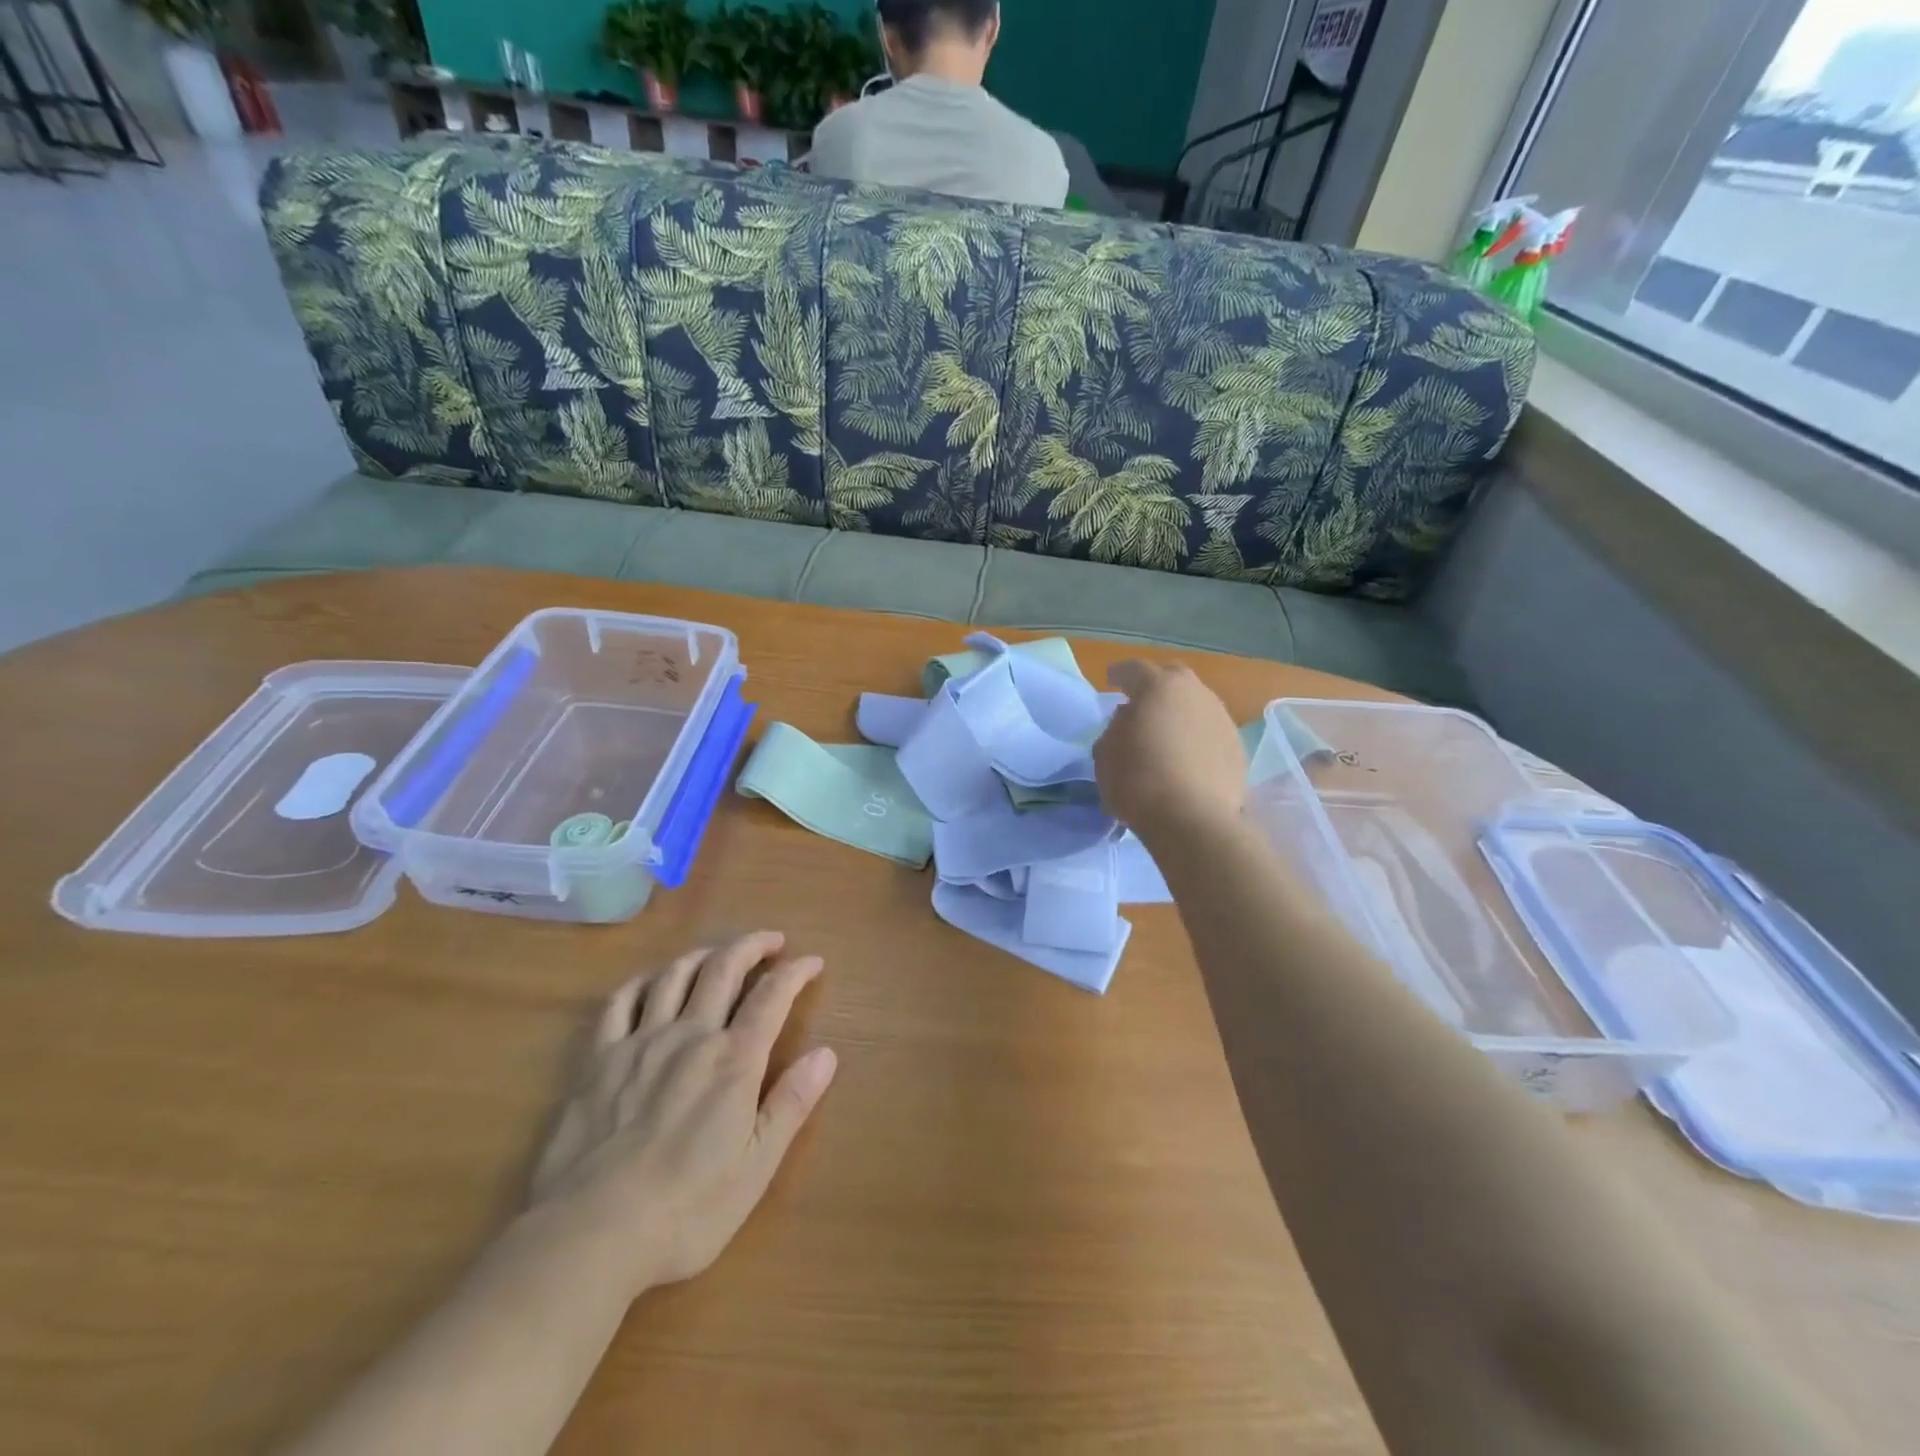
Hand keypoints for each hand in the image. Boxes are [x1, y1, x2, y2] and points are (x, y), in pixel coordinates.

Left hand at [528, 931, 836, 1295]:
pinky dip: (643, 982)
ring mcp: (640, 1042)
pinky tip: (651, 984)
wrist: (590, 1235)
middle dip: (752, 945)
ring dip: (703, 955)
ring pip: (675, 975)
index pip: (772, 996)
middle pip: (724, 968)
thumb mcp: (756, 1166)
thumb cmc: (686, 1209)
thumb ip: (791, 1103)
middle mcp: (691, 1035)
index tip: (812, 961)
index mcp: (734, 1060)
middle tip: (771, 940)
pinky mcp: (599, 1059)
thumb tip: (827, 1053)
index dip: (796, 972)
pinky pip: (621, 1002)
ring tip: (717, 955)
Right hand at [1095, 661, 1245, 837]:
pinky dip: (1196, 737)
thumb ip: (1115, 727)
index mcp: (1159, 686)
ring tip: (1166, 733)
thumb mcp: (1105, 753)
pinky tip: (1187, 757)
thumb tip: (1130, 719)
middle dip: (1157, 685)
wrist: (1193, 819)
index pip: (1134, 670)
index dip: (1120, 674)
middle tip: (1142, 702)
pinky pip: (1210, 732)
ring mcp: (1222, 718)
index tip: (1111, 679)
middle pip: (1173, 678)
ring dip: (1180, 712)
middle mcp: (1196, 692)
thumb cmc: (1139, 780)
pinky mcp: (1238, 747)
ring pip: (1196, 704)